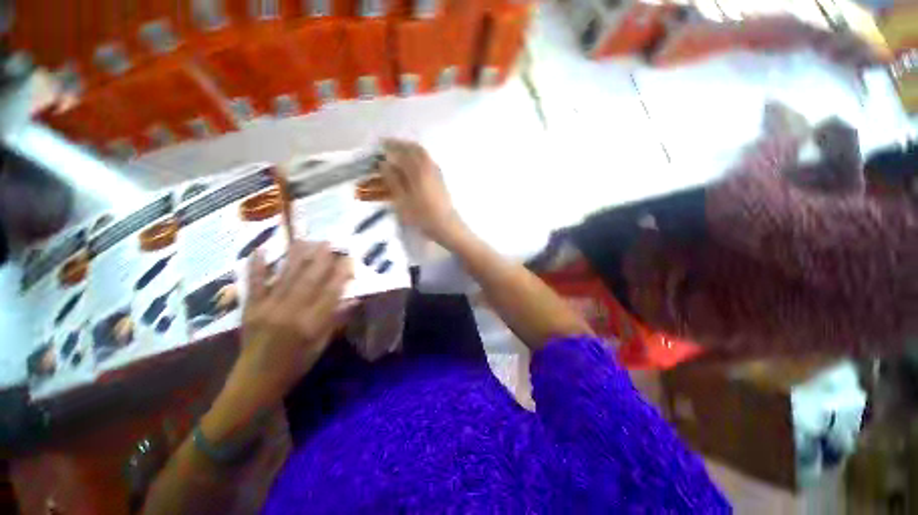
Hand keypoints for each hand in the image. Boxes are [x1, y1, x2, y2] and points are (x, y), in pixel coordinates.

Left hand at [202, 241, 351, 443]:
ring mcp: (267, 308)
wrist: (253, 384)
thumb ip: (335, 321)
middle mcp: (289, 313)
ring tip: (308, 240)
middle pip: (309, 280)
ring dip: (297, 257)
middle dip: (322, 259)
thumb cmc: (294, 366)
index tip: (349, 259)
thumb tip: (352, 299)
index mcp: (310, 325)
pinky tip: (261, 250)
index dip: (341, 274)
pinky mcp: (250, 309)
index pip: (331, 293)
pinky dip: (257, 267)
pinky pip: (254, 284)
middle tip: (331, 242)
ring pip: (286, 277)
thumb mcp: (320, 346)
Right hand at [380, 139, 466, 246]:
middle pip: (415, 149)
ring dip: (411, 150)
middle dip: (401, 145)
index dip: (391, 146)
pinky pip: (428, 162)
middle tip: (389, 146)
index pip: (402, 152)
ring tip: (400, 153)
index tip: (380, 143)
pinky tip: (414, 164)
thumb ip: (393, 181)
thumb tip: (384, 164)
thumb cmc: (422, 216)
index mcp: (418, 170)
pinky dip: (419, 158)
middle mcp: (429, 167)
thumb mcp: (402, 201)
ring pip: (423, 155)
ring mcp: (437, 173)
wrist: (446, 226)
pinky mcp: (441, 180)